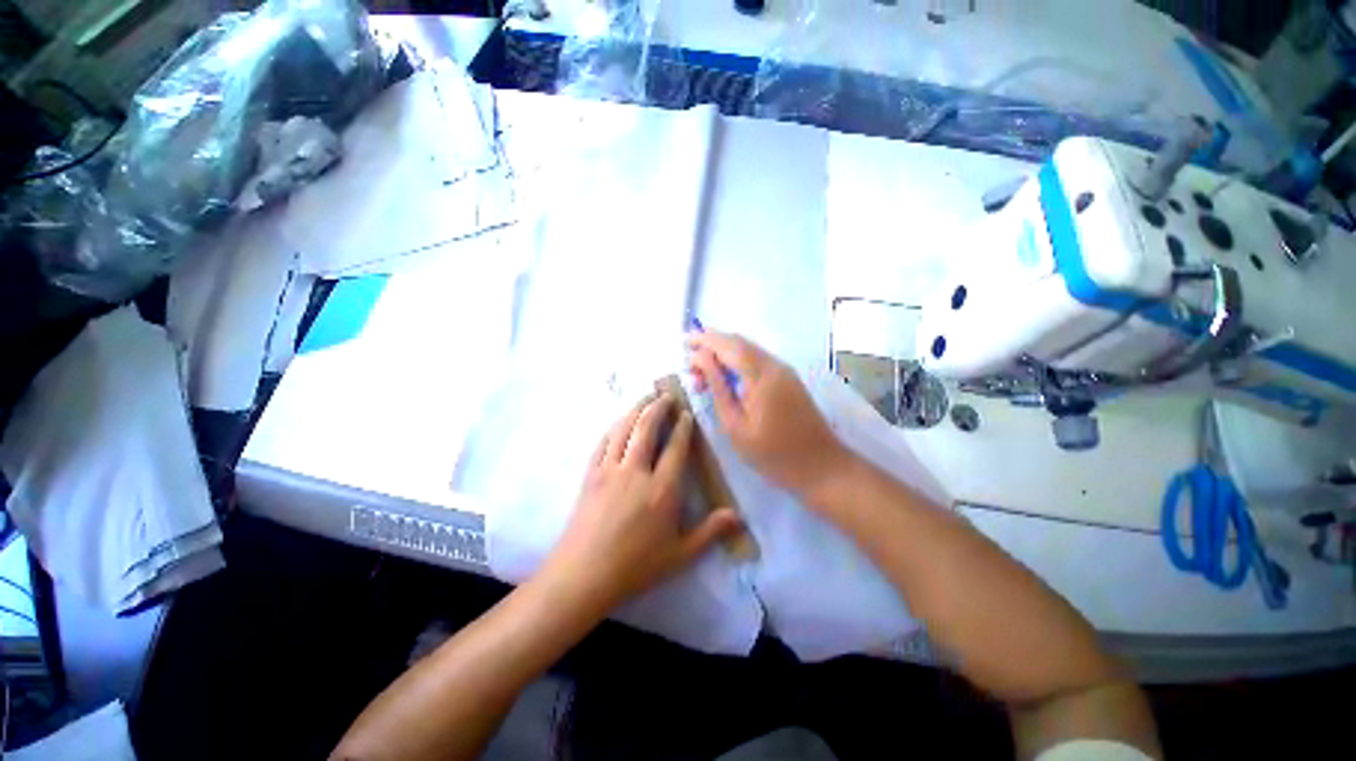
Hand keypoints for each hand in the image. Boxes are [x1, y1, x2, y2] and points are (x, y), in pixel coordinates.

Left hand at [543, 392, 742, 611]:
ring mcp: (610, 470)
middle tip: (666, 394)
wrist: (583, 576)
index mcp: (662, 489)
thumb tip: (739, 516)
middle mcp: (636, 471)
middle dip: (658, 407)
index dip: (683, 427)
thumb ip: (711, 532)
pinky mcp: (591, 474)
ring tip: (645, 398)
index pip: (676, 448)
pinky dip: (614, 427)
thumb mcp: (680, 555)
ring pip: (624, 429)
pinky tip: (619, 422)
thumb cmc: (635, 567)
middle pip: (647, 428)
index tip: (686, 414)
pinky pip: (603, 442)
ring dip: (635, 409)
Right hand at [688, 331, 852, 500]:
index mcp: (761, 375)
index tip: (684, 342)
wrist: (821, 466)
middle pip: (739, 342)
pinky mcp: (788, 379)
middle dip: (712, 344)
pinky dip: (737, 362)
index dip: (705, 339)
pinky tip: (724, 377)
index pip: (729, 345)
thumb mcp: (736, 424)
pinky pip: (757, 360)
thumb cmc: (772, 453)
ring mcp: (784, 370)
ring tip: (701, 371)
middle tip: (689, 358)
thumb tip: (700, 359)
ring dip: (724, 353)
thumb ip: (718, 387)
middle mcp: (774, 365)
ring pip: (748, 350)